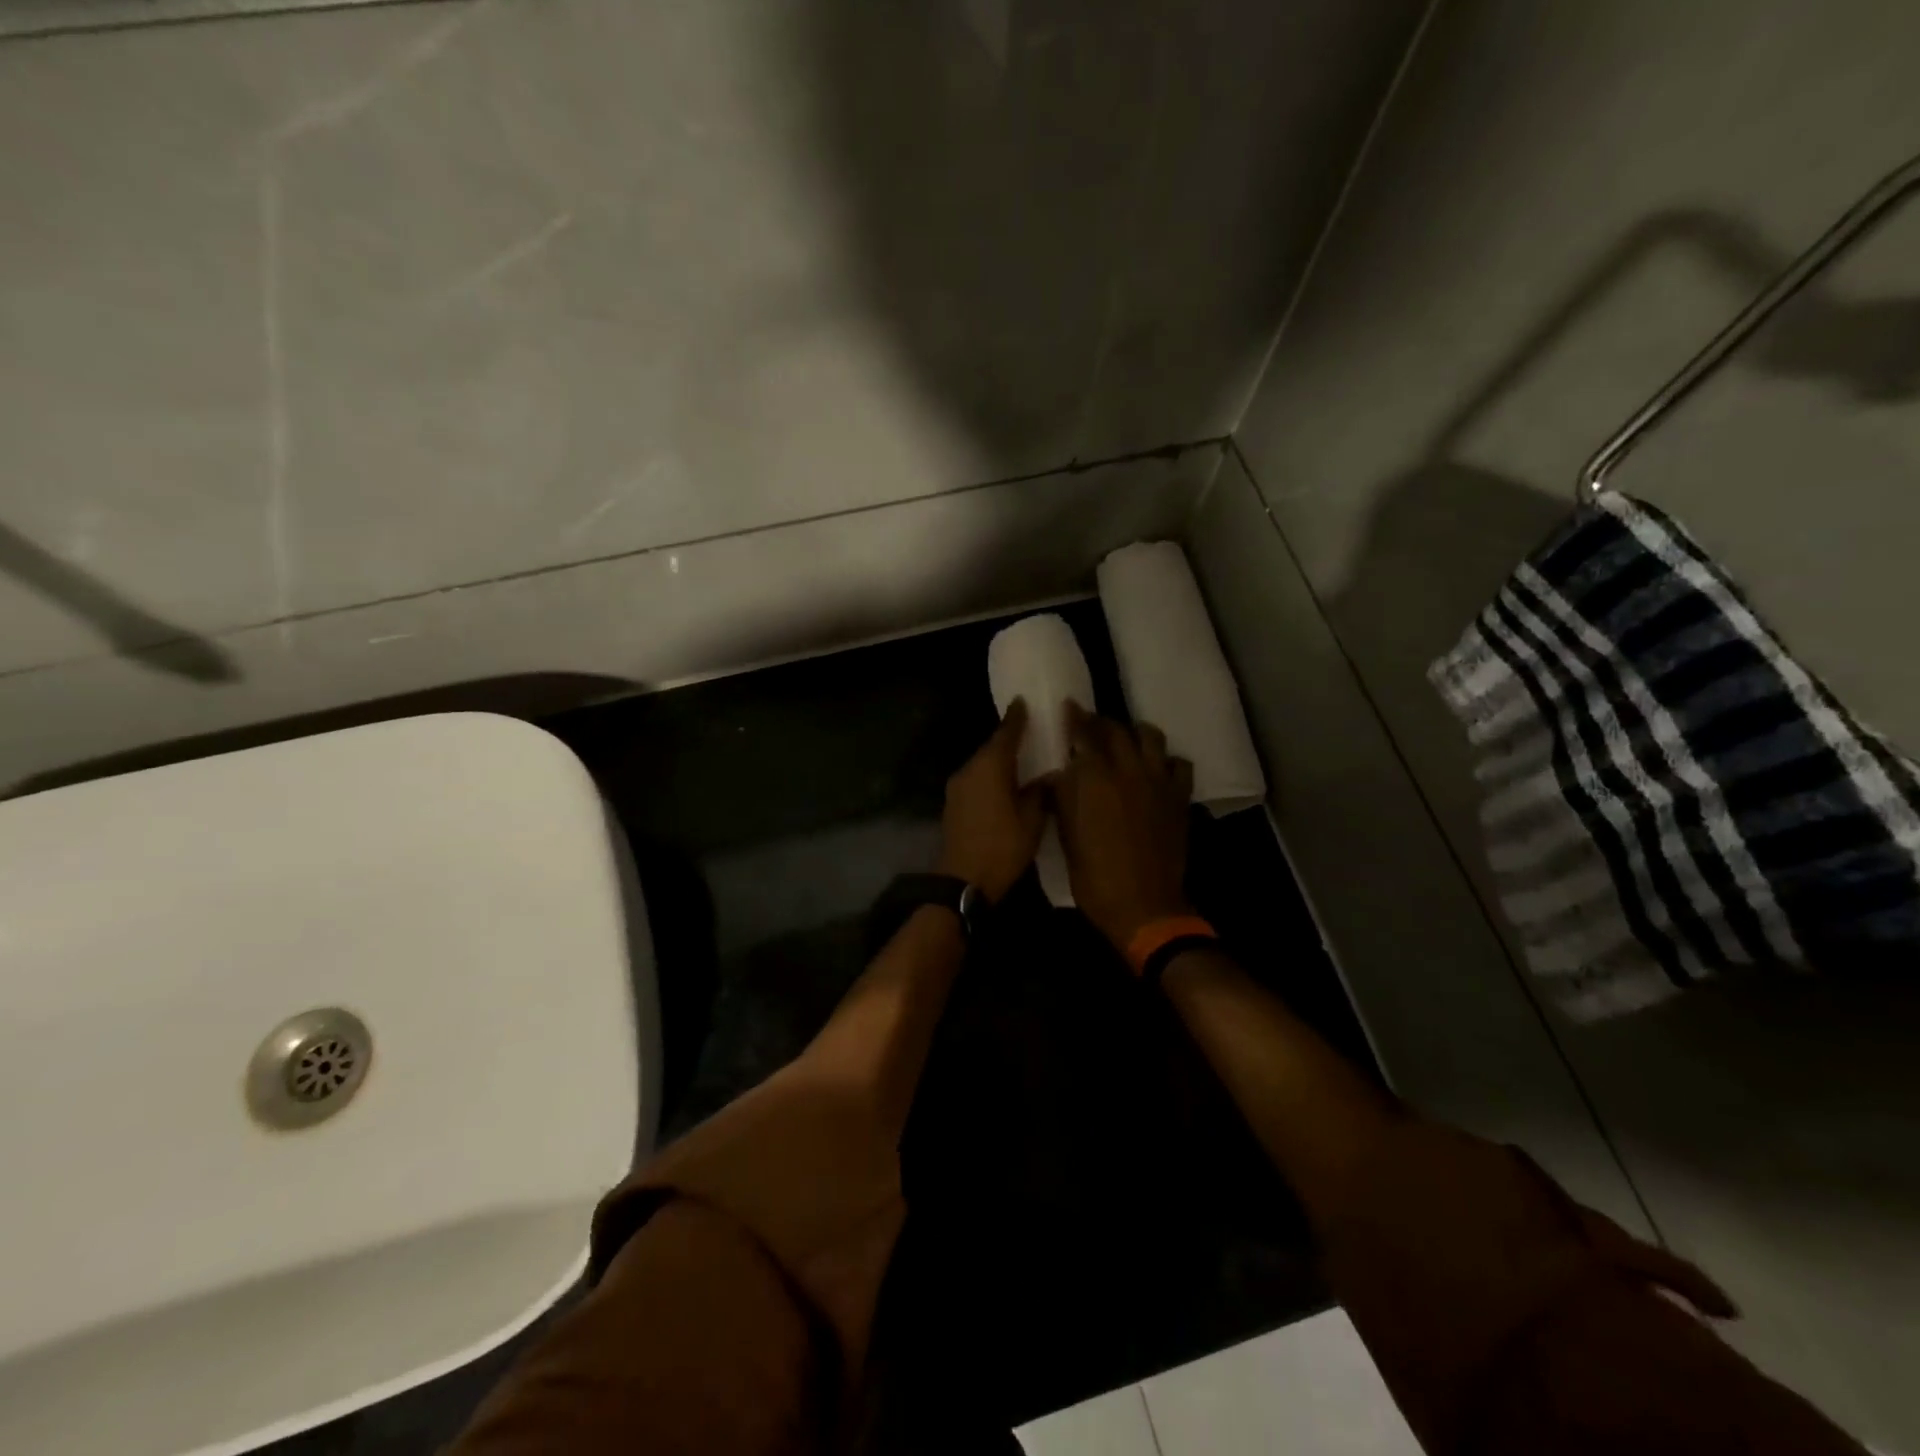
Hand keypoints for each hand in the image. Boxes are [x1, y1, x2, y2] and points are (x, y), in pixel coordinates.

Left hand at [937, 700, 1047, 902]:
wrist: (963, 881)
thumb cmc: (1002, 847)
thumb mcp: (1032, 820)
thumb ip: (1039, 792)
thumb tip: (1047, 775)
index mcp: (990, 767)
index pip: (1005, 733)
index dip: (1016, 718)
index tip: (1023, 702)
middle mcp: (969, 769)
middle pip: (991, 748)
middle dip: (1009, 740)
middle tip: (1031, 733)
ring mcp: (958, 787)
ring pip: (982, 765)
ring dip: (999, 761)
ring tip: (1021, 760)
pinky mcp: (954, 803)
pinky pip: (976, 780)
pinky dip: (990, 776)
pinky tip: (1004, 784)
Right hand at [1051, 702, 1194, 952]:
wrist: (1143, 905)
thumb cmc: (1094, 875)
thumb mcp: (1066, 835)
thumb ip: (1064, 797)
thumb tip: (1061, 773)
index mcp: (1095, 778)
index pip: (1084, 733)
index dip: (1075, 717)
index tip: (1069, 706)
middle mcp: (1128, 770)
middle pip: (1117, 730)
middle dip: (1102, 722)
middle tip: (1091, 725)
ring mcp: (1158, 782)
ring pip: (1151, 737)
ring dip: (1136, 733)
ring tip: (1126, 740)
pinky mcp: (1179, 797)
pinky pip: (1178, 764)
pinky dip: (1165, 761)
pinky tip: (1156, 769)